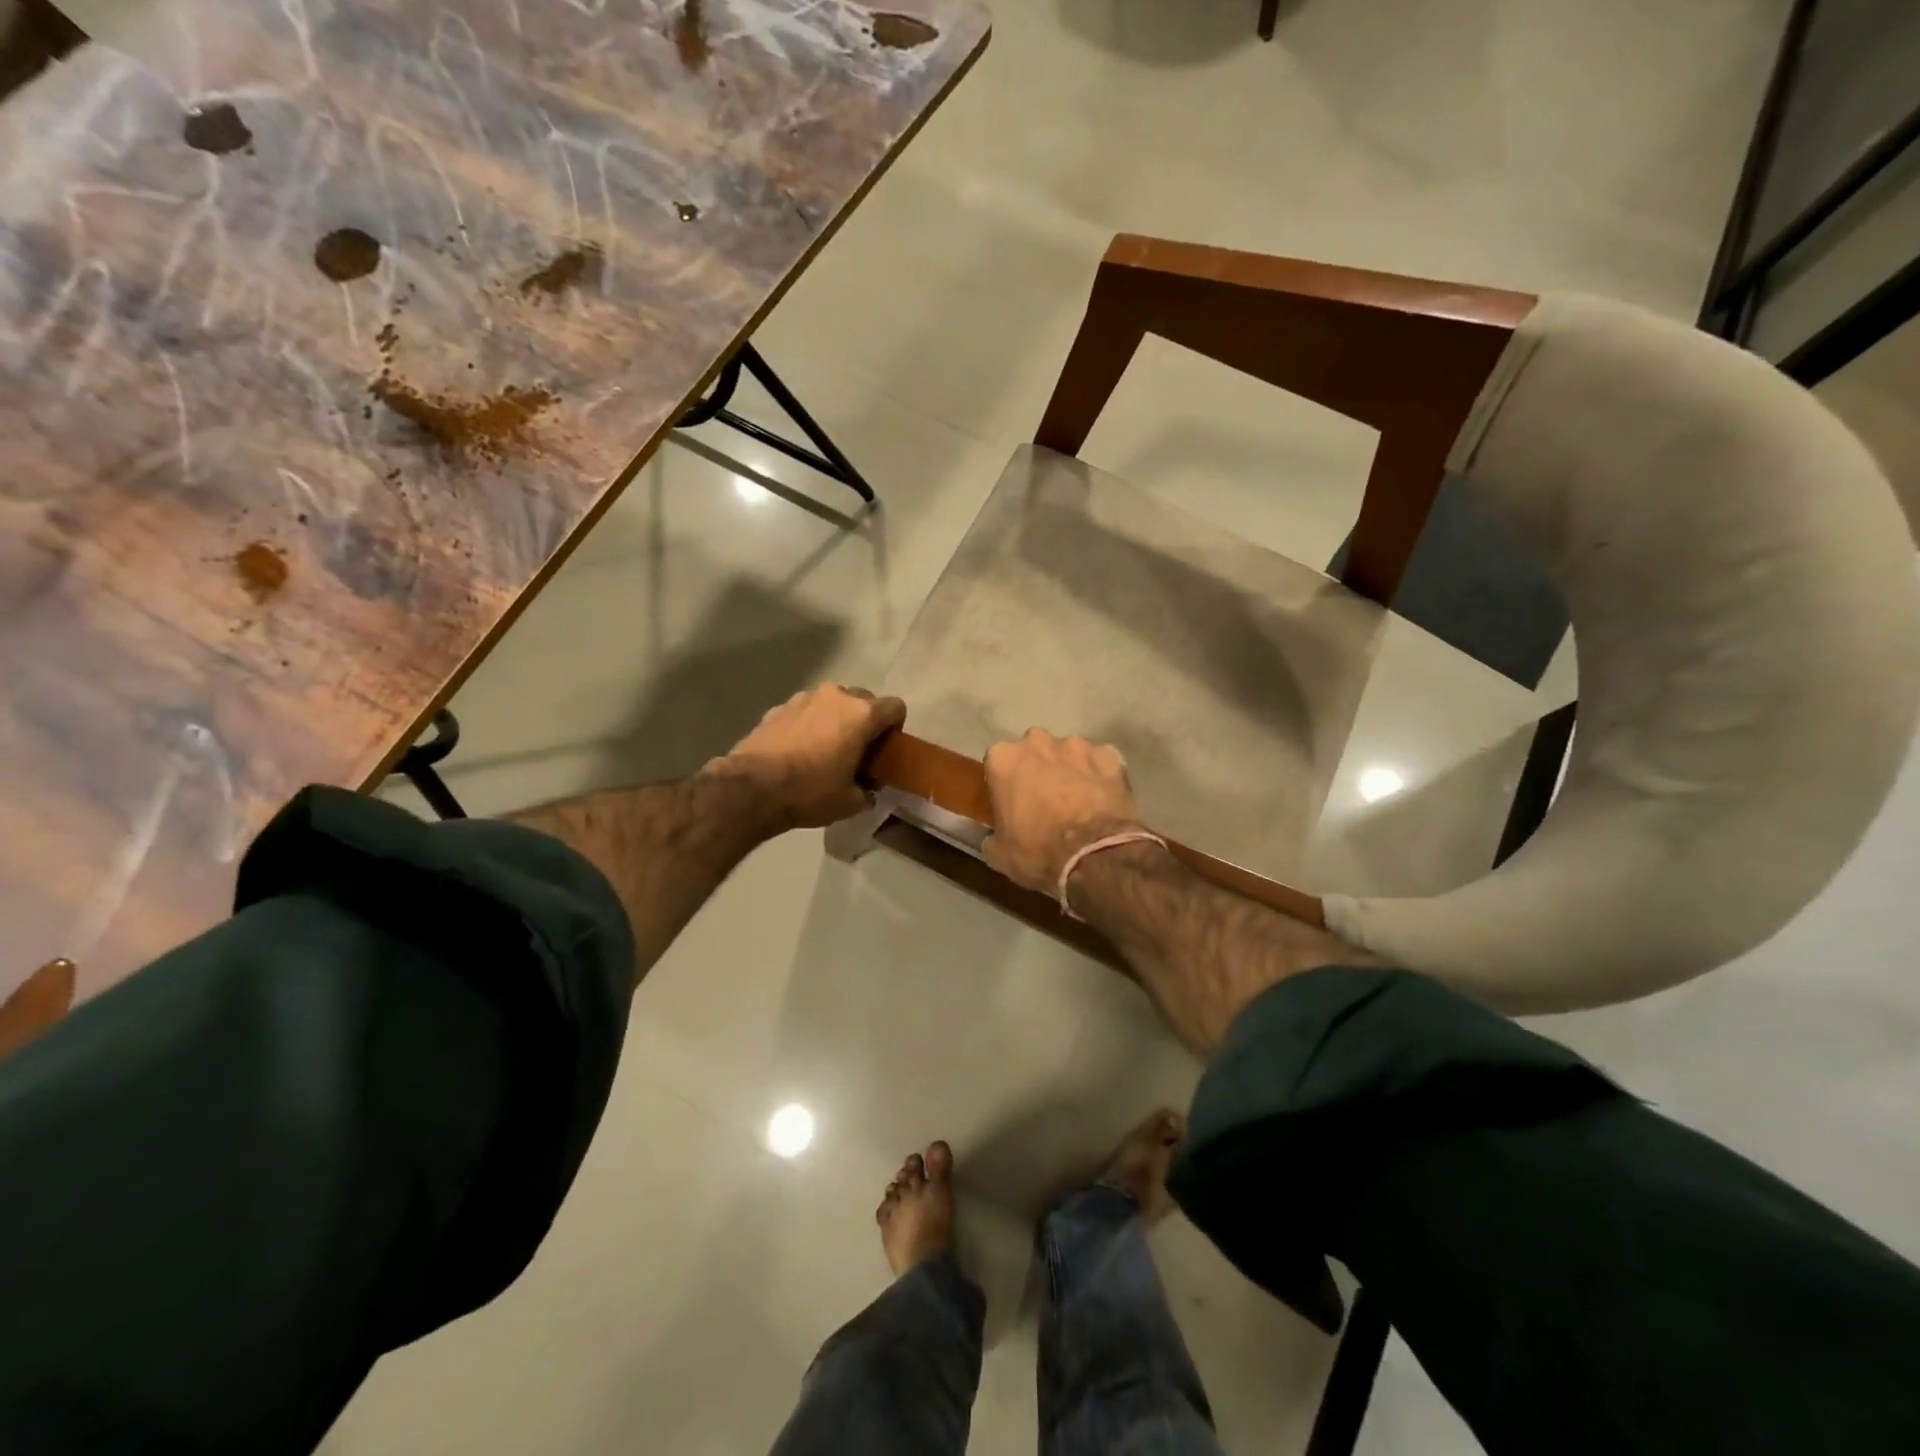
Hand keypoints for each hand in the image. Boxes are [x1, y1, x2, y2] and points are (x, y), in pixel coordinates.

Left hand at [716, 684, 905, 830]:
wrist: (752, 788)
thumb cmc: (810, 791)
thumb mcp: (850, 802)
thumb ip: (867, 792)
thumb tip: (867, 791)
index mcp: (861, 714)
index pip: (896, 707)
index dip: (896, 728)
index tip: (885, 749)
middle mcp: (835, 696)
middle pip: (863, 700)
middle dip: (864, 722)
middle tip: (857, 751)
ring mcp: (803, 698)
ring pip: (831, 703)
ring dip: (834, 721)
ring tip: (824, 750)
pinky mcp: (777, 708)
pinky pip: (804, 712)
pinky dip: (807, 725)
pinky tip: (797, 752)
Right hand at [982, 729, 1146, 895]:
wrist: (1094, 854)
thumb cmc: (1038, 851)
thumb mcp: (999, 854)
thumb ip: (992, 837)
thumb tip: (994, 837)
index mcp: (1004, 759)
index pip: (998, 763)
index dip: (1006, 783)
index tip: (1012, 802)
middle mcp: (1038, 742)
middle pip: (1034, 750)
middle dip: (1038, 768)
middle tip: (1044, 799)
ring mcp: (1077, 746)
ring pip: (1069, 753)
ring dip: (1070, 770)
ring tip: (1078, 800)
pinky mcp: (1110, 756)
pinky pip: (1100, 762)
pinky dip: (1100, 775)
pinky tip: (1103, 799)